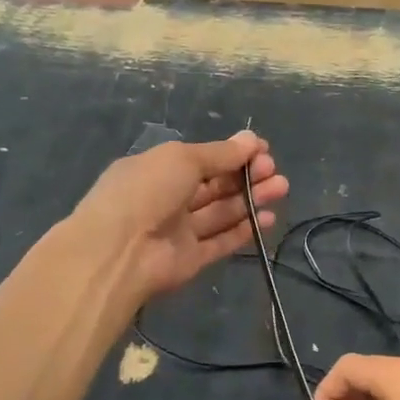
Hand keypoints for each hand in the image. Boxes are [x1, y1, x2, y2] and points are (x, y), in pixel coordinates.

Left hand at [72, 131, 287, 302]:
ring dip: (250, 199)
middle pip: (214, 185)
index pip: (201, 159)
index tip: (262, 150)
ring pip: (221, 212)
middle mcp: (167, 198)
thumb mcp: (182, 159)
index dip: (232, 154)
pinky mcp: (189, 259)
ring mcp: (178, 231)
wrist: (118, 252)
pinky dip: (242, 230)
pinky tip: (267, 218)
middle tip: (274, 170)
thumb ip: (220, 154)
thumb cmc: (146, 191)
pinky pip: (220, 242)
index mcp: (157, 169)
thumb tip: (251, 140)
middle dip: (245, 175)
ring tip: (281, 188)